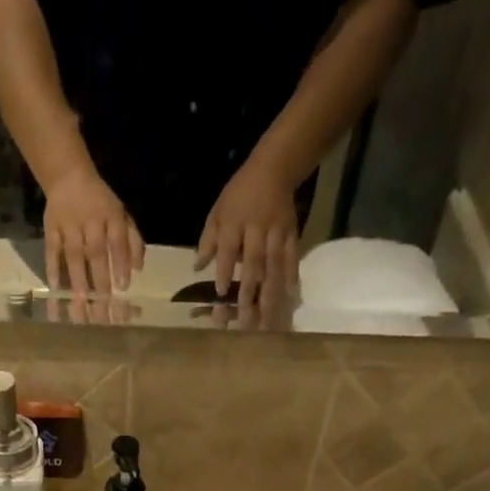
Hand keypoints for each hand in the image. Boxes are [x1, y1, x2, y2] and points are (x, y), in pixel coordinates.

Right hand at [43, 166, 143, 299]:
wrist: (67, 176)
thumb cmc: (100, 203)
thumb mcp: (121, 215)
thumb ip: (132, 240)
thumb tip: (138, 269)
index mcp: (111, 215)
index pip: (117, 240)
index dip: (120, 263)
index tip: (123, 288)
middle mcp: (90, 220)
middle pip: (95, 252)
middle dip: (100, 280)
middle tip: (102, 306)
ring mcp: (69, 224)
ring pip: (74, 255)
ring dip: (77, 280)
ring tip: (80, 305)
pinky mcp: (51, 228)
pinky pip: (52, 251)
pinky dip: (53, 269)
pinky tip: (55, 290)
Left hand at [196, 158, 300, 320]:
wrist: (274, 169)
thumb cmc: (239, 196)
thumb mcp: (217, 212)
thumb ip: (207, 241)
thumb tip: (197, 268)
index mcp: (234, 223)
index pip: (228, 250)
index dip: (226, 271)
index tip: (221, 293)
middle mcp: (256, 229)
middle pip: (253, 264)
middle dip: (248, 293)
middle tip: (244, 321)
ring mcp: (277, 232)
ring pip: (273, 266)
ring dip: (270, 294)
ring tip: (267, 320)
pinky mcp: (292, 234)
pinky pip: (292, 258)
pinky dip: (291, 277)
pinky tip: (289, 297)